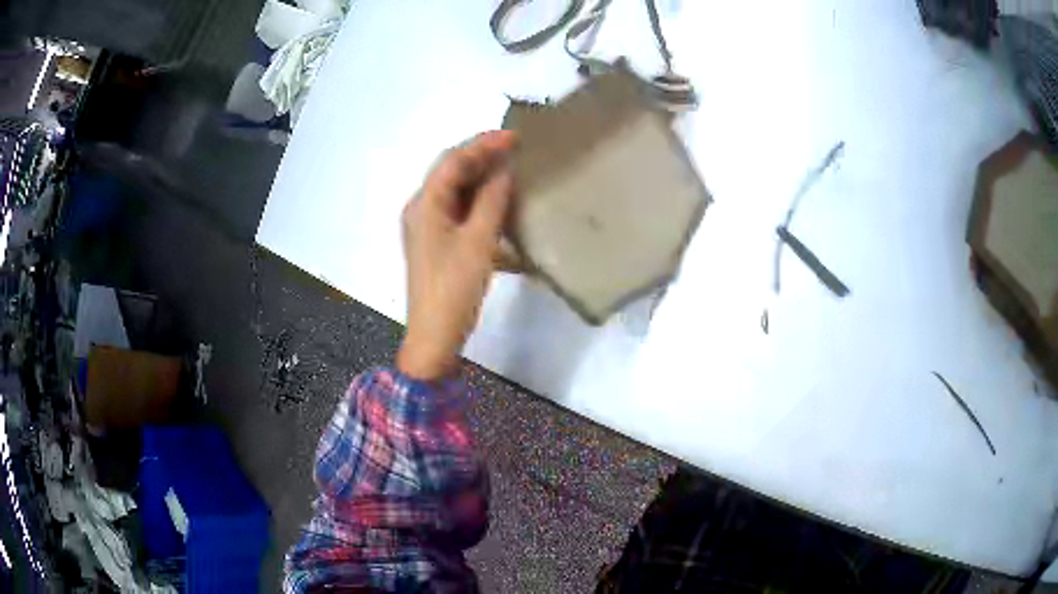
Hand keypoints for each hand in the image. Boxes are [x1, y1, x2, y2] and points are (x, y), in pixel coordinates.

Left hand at [397, 131, 516, 380]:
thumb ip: (492, 201)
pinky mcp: (437, 243)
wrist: (434, 336)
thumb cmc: (454, 288)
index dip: (483, 144)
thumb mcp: (478, 242)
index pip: (453, 161)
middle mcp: (421, 209)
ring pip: (456, 192)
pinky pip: (459, 212)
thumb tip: (505, 170)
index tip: (514, 137)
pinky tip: (501, 204)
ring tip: (512, 171)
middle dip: (482, 158)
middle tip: (516, 150)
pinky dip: (480, 203)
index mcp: (425, 204)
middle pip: (451, 173)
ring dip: (482, 180)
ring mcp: (427, 227)